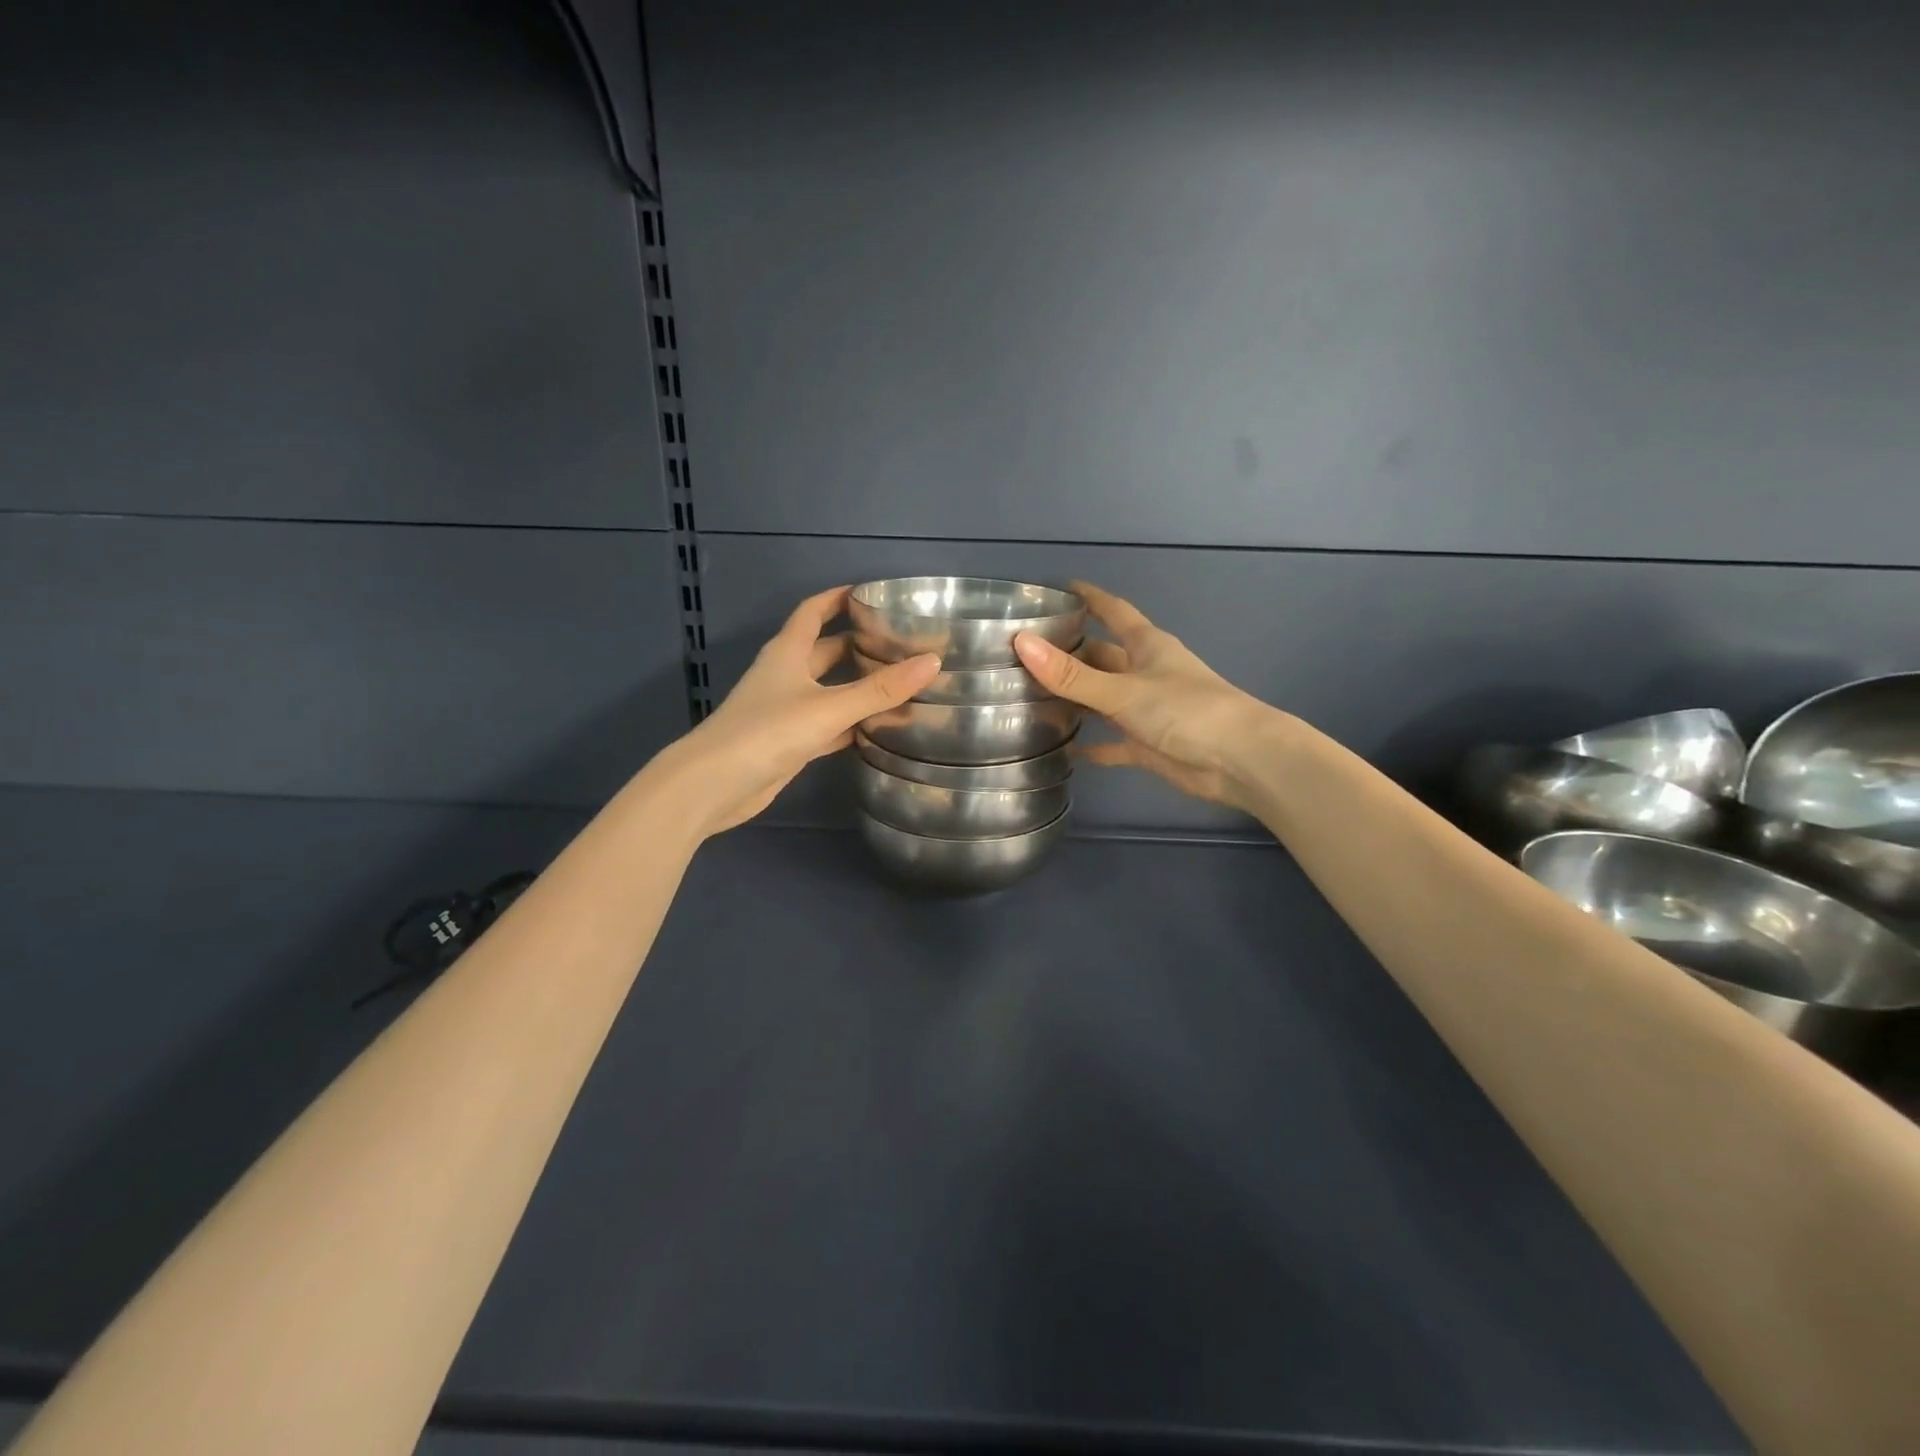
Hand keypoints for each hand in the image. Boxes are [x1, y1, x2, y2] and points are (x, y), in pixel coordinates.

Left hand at [654, 587, 938, 837]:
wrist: (716, 784)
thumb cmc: (768, 731)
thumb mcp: (829, 707)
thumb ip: (880, 689)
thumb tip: (932, 662)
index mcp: (788, 652)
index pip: (812, 612)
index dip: (837, 598)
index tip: (870, 592)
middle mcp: (785, 675)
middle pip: (825, 651)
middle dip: (857, 644)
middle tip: (900, 642)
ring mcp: (785, 710)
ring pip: (828, 689)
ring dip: (857, 685)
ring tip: (899, 681)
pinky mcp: (790, 742)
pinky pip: (827, 724)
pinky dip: (850, 723)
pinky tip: (877, 728)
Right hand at [1013, 582, 1280, 810]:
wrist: (1239, 760)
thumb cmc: (1186, 711)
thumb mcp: (1123, 690)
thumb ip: (1071, 674)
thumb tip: (1021, 642)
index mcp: (1146, 646)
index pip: (1114, 611)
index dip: (1090, 598)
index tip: (1060, 587)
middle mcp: (1145, 672)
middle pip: (1101, 656)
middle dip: (1070, 652)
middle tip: (1024, 653)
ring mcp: (1147, 709)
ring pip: (1103, 698)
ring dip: (1075, 698)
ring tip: (1030, 698)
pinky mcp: (1148, 744)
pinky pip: (1112, 743)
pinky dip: (1092, 746)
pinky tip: (1064, 750)